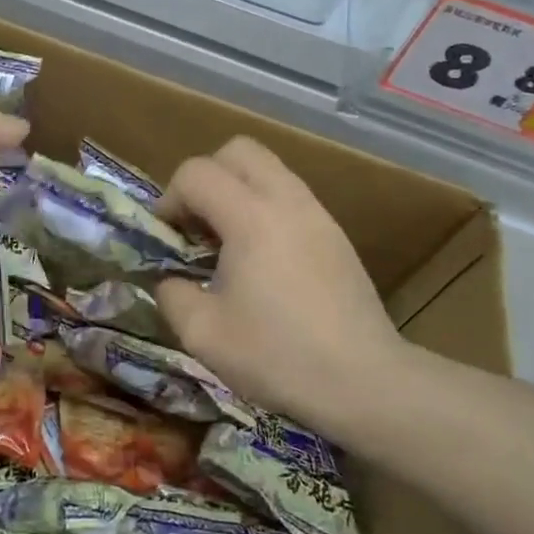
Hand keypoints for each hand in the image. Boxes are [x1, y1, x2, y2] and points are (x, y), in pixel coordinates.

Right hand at [155, 136, 406, 432]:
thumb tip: (169, 279)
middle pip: (237, 150)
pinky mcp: (336, 234)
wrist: (366, 383)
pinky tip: (262, 259)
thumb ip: (171, 294)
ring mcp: (317, 214)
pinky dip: (265, 208)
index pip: (196, 173)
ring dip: (237, 190)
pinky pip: (290, 196)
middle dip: (206, 177)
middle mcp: (287, 200)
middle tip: (197, 223)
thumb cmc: (279, 356)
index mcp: (251, 217)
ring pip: (268, 169)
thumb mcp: (203, 334)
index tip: (166, 237)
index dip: (169, 198)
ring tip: (228, 242)